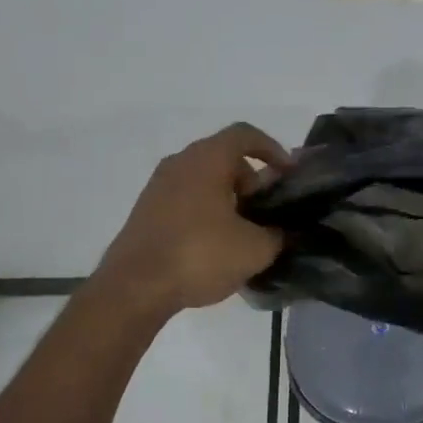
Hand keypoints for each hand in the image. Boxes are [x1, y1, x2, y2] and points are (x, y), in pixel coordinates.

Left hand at [95, 123, 291, 316]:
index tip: (288, 174)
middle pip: (224, 158)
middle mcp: (180, 163)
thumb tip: (282, 232)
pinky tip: (216, 245)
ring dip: (228, 198)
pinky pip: (186, 199)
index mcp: (207, 159)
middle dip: (251, 180)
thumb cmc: (200, 255)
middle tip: (267, 210)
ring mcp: (158, 187)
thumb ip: (278, 234)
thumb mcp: (255, 249)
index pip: (245, 135)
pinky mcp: (146, 212)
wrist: (133, 288)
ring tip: (245, 231)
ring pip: (203, 179)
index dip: (273, 149)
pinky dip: (206, 211)